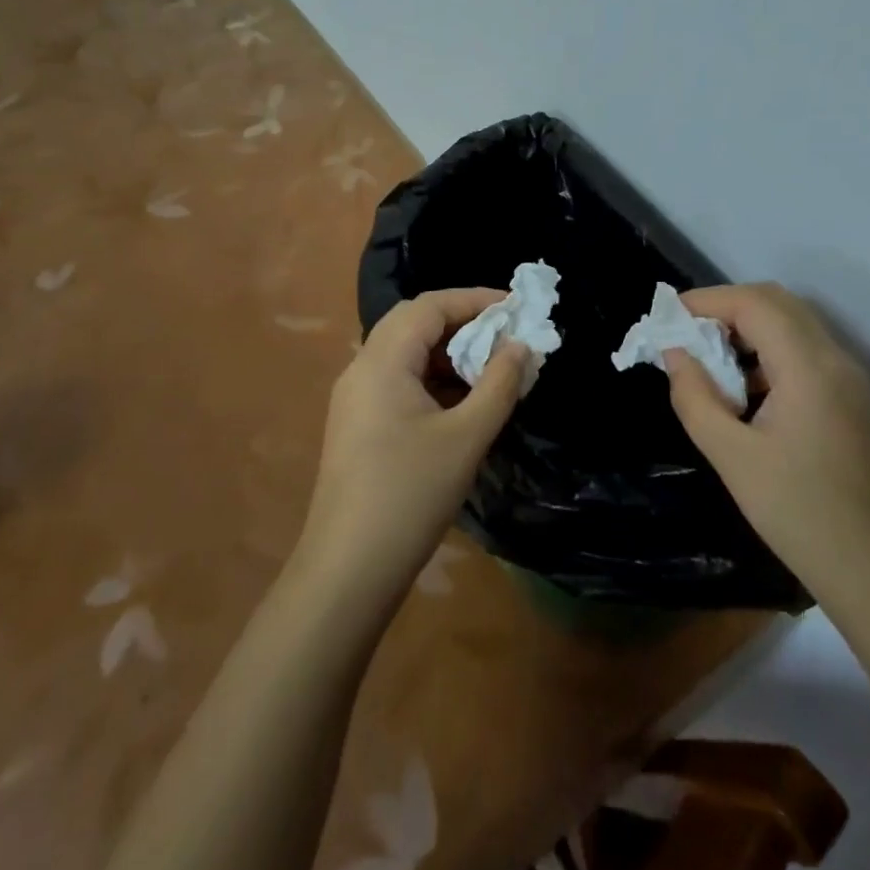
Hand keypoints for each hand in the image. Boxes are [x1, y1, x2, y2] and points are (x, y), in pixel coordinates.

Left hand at [296, 290, 526, 604]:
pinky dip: (432, 378)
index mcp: (382, 361)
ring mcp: (355, 398)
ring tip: (490, 366)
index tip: (515, 306)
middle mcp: (362, 369)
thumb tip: (521, 345)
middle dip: (461, 321)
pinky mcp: (358, 424)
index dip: (474, 299)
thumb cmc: (410, 495)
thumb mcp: (466, 437)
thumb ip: (498, 384)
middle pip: (413, 322)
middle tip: (504, 333)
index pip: (429, 306)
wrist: (348, 570)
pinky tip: (461, 400)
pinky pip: (398, 380)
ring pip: (405, 352)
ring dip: (447, 351)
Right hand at [663, 283, 869, 591]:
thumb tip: (675, 354)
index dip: (707, 301)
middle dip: (727, 308)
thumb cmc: (799, 513)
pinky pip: (806, 352)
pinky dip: (769, 351)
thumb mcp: (732, 457)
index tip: (667, 318)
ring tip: (709, 361)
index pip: (754, 303)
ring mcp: (850, 379)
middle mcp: (835, 359)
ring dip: (749, 328)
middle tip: (687, 335)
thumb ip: (695, 397)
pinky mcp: (853, 400)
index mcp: (808, 367)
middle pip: (778, 302)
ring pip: (794, 325)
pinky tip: (745, 390)